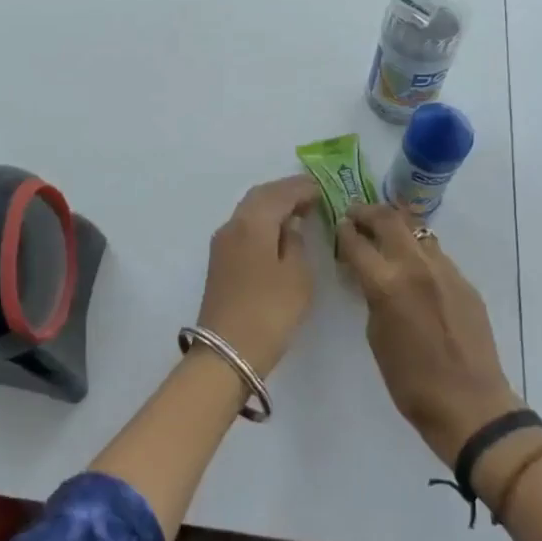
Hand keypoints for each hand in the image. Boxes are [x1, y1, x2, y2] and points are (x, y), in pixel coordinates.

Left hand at [195, 175, 320, 376]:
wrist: (227, 352)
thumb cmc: (270, 311)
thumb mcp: (296, 276)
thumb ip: (295, 243)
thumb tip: (289, 226)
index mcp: (253, 223)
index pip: (279, 193)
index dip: (301, 188)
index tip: (321, 189)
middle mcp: (233, 225)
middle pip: (259, 196)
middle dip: (285, 192)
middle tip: (311, 195)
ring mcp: (222, 243)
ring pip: (249, 211)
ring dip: (272, 206)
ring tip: (298, 211)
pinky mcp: (220, 261)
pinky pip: (244, 227)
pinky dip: (263, 221)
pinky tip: (278, 232)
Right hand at [337, 205, 519, 465]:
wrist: (470, 404)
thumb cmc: (410, 381)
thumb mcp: (376, 336)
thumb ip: (372, 297)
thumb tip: (372, 278)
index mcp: (387, 283)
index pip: (357, 242)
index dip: (344, 231)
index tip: (339, 226)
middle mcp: (416, 266)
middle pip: (389, 219)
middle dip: (368, 213)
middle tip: (356, 215)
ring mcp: (445, 271)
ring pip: (417, 233)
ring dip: (397, 229)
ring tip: (385, 238)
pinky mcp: (465, 282)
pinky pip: (437, 255)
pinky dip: (419, 253)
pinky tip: (415, 270)